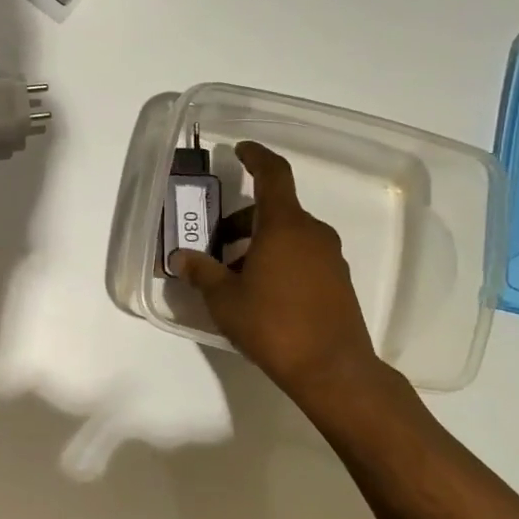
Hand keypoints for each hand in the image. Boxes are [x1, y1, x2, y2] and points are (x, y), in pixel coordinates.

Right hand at [172, 141, 388, 411]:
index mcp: (284, 226)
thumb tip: (181, 257)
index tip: (240, 149)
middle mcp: (312, 234)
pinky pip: (302, 255)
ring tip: (231, 274)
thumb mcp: (225, 299)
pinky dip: (277, 259)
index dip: (256, 157)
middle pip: (274, 210)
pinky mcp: (337, 281)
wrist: (332, 369)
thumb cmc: (272, 325)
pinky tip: (258, 290)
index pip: (273, 175)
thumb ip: (201, 272)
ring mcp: (330, 257)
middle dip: (241, 221)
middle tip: (214, 244)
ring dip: (258, 243)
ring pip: (288, 235)